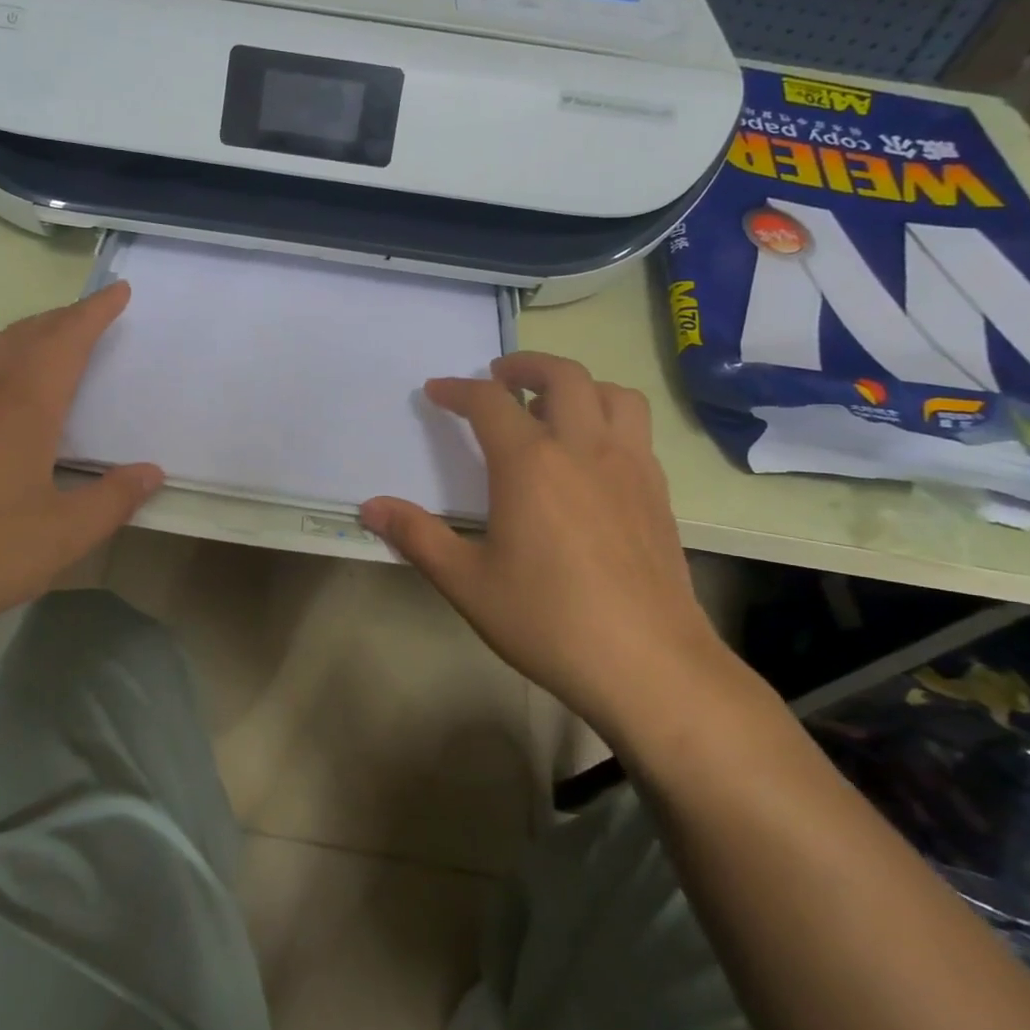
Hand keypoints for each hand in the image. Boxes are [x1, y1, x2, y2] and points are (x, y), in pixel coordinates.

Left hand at [0, 283, 161, 664]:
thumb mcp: (63, 536)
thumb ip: (114, 499)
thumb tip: (151, 472)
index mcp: (20, 406)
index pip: (65, 340)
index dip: (95, 312)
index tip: (119, 291)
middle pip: (25, 334)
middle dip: (62, 319)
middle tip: (91, 316)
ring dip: (22, 334)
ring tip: (43, 341)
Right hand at [360, 353, 746, 746]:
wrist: (648, 664)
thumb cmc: (547, 620)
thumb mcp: (467, 582)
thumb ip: (417, 536)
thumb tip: (370, 507)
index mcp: (531, 463)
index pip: (489, 402)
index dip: (458, 390)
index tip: (437, 391)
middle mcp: (584, 448)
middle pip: (562, 375)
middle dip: (525, 364)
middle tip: (500, 375)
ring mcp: (630, 467)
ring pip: (613, 394)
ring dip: (579, 385)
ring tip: (553, 406)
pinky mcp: (658, 493)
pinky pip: (636, 430)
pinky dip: (609, 418)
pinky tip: (592, 458)